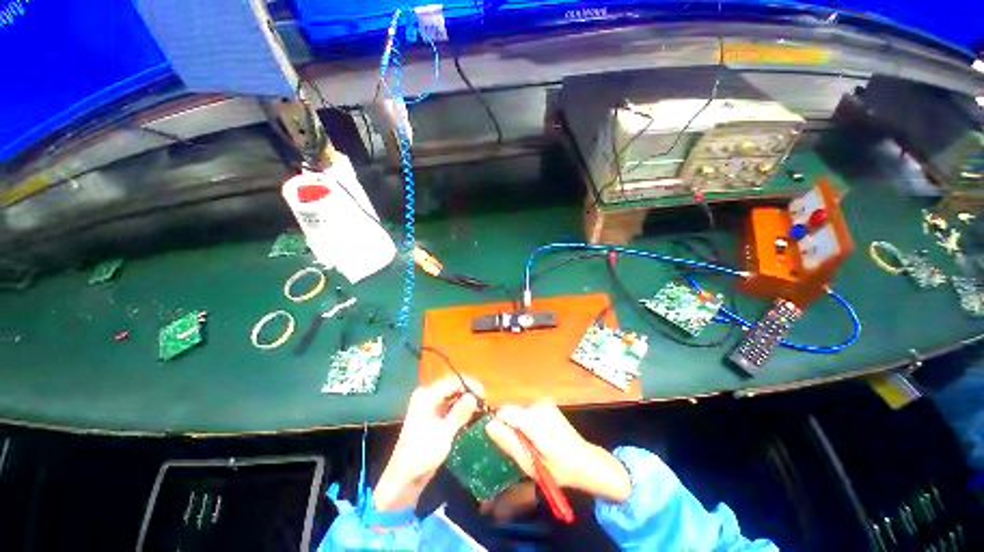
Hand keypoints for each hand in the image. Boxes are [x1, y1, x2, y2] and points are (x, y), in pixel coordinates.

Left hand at [374, 377, 483, 510]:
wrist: (404, 479)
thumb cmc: (422, 455)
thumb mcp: (444, 434)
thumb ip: (459, 413)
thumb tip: (474, 396)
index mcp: (426, 395)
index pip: (452, 381)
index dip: (470, 385)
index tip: (485, 395)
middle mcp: (427, 395)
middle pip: (453, 386)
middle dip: (469, 392)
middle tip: (485, 402)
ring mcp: (429, 405)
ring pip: (453, 396)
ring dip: (466, 400)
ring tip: (482, 408)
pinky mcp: (433, 416)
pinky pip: (450, 406)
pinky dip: (461, 409)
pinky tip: (472, 415)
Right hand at [486, 401, 632, 502]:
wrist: (585, 461)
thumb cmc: (558, 468)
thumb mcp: (530, 463)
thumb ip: (509, 442)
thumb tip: (489, 425)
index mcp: (533, 419)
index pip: (504, 411)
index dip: (499, 425)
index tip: (504, 441)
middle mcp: (538, 404)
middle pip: (511, 410)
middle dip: (510, 426)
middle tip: (521, 446)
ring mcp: (544, 401)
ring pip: (519, 410)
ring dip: (519, 424)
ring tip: (530, 442)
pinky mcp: (547, 402)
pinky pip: (527, 409)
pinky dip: (527, 420)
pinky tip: (537, 434)